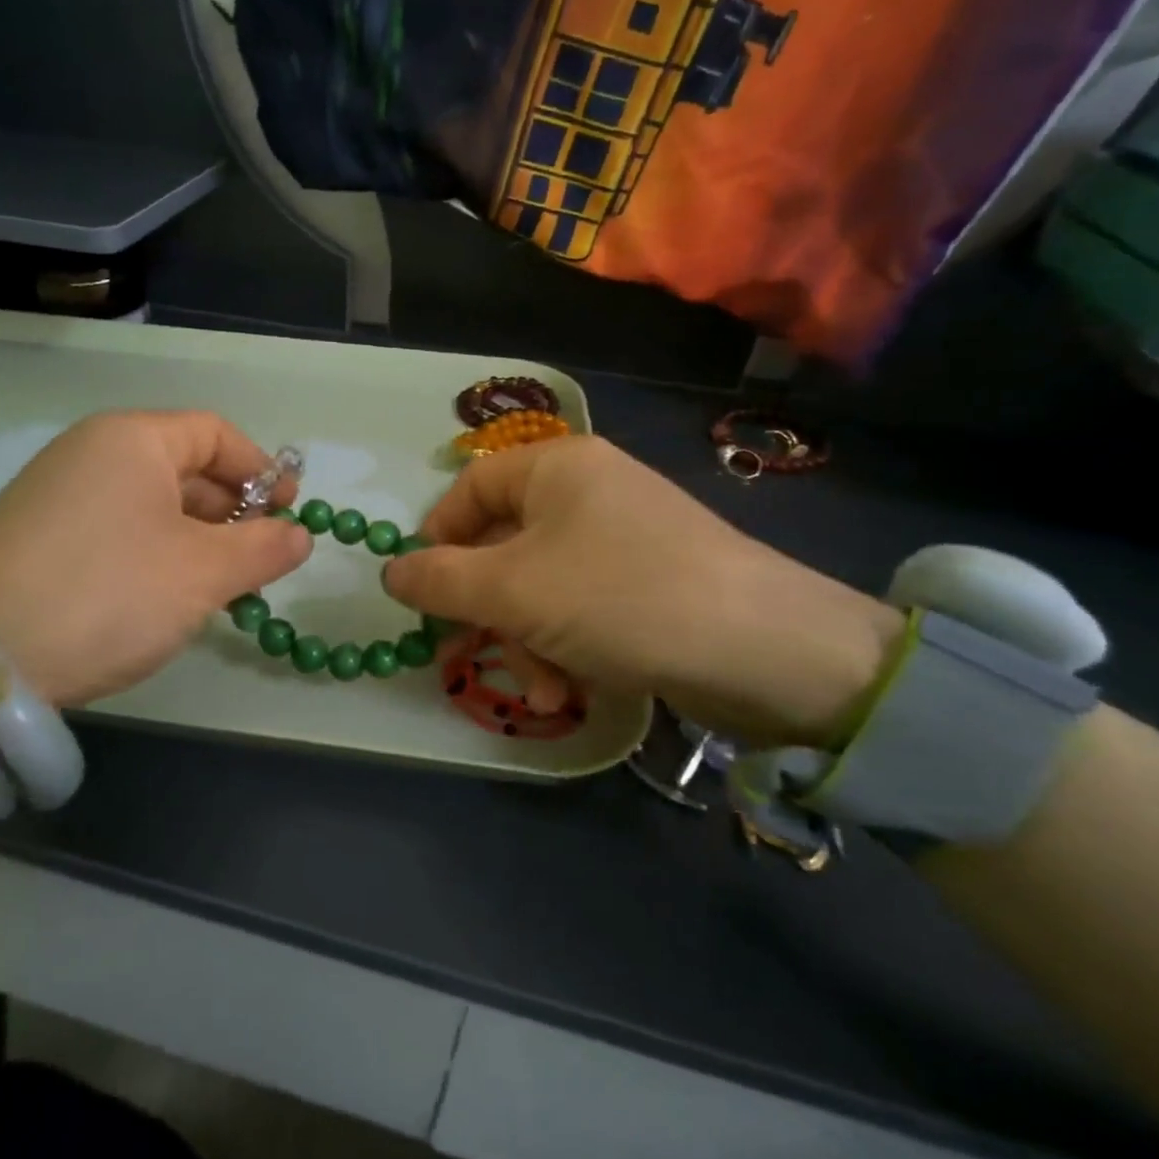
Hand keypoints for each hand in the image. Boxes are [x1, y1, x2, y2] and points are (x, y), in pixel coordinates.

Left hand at [0, 412, 308, 717]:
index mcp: (132, 439)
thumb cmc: (110, 593)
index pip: (215, 433)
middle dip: (232, 512)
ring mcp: (58, 494)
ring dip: (197, 539)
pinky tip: (167, 596)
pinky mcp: (37, 536)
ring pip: (151, 503)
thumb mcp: (203, 573)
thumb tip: (301, 536)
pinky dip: (156, 553)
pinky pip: (117, 529)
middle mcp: (90, 452)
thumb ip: (264, 549)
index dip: (261, 470)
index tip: (290, 512)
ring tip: (221, 587)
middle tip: (260, 560)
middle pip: (183, 467)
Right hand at [382, 437, 902, 747]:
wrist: (766, 651)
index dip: (438, 538)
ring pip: (540, 586)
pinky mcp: (650, 583)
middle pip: (504, 545)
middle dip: (489, 611)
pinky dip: (567, 647)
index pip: (471, 488)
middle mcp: (590, 492)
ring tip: (542, 690)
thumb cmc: (619, 597)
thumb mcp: (512, 591)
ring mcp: (624, 538)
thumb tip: (391, 573)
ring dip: (527, 641)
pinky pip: (582, 607)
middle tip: (478, 654)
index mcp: (557, 467)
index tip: (423, 592)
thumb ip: (440, 581)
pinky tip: (572, 691)